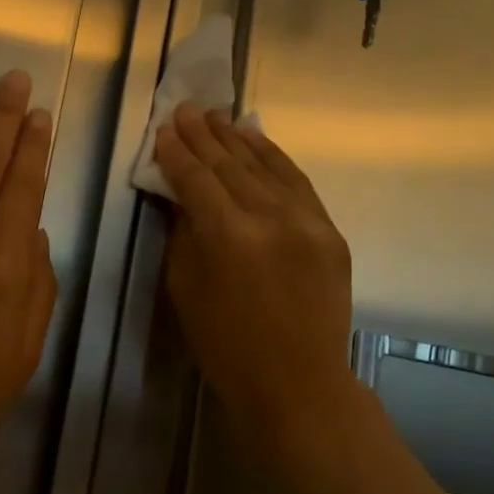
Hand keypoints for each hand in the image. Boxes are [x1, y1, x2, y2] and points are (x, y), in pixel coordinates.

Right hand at [154, 104, 354, 435]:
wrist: (298, 384)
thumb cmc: (226, 346)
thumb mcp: (185, 288)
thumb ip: (184, 232)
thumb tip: (181, 193)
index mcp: (228, 236)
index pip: (196, 179)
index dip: (177, 152)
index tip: (163, 129)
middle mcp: (271, 218)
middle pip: (231, 164)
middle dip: (204, 135)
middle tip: (186, 109)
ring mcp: (307, 222)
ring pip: (266, 166)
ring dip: (238, 138)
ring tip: (217, 116)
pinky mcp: (330, 230)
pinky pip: (297, 182)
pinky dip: (275, 158)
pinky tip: (257, 140)